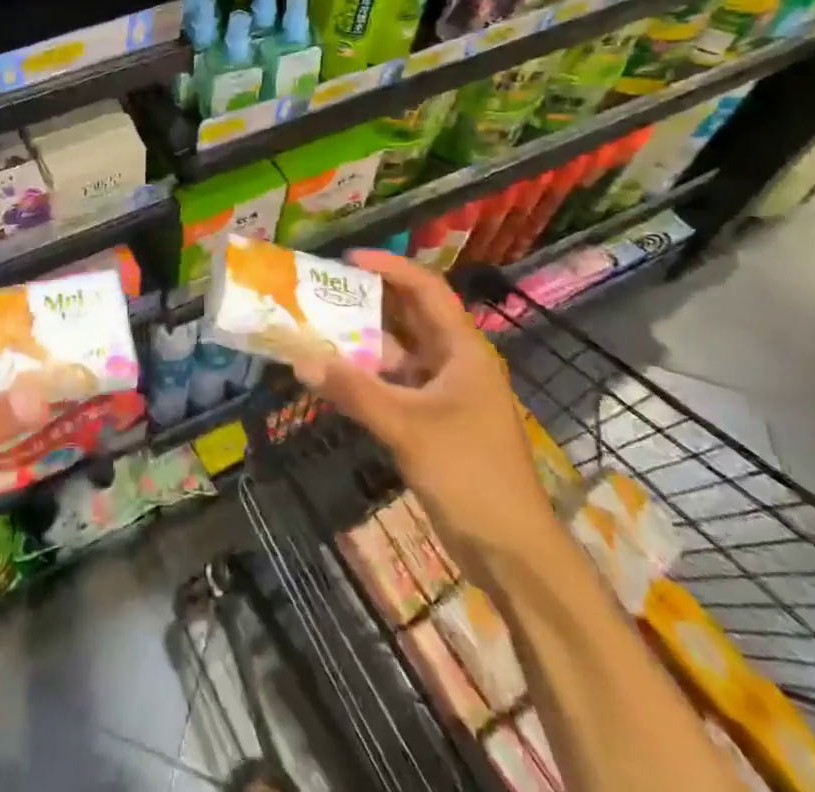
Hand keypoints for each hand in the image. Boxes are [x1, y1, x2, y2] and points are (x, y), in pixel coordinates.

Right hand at [286, 250, 557, 570]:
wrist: (513, 553)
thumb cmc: (470, 475)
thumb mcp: (408, 427)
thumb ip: (354, 392)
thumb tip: (301, 360)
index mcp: (463, 350)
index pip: (426, 289)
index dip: (389, 267)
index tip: (347, 260)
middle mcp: (456, 362)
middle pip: (411, 316)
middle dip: (370, 300)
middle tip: (324, 291)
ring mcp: (447, 393)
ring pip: (401, 352)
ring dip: (365, 340)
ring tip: (320, 327)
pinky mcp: (435, 421)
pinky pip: (396, 384)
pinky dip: (368, 376)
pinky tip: (336, 377)